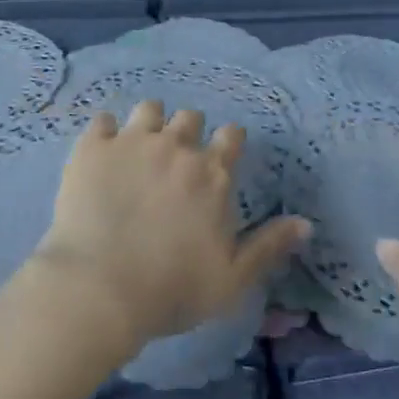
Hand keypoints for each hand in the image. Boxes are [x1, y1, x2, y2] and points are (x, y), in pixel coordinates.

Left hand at [34, 100, 308, 348]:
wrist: (100, 288)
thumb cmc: (173, 289)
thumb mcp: (233, 278)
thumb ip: (269, 245)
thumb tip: (306, 222)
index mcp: (213, 174)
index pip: (231, 136)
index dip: (228, 143)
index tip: (219, 158)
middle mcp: (176, 147)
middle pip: (190, 117)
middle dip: (187, 132)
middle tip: (175, 161)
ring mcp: (132, 142)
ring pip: (148, 109)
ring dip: (149, 124)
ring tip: (139, 149)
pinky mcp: (92, 147)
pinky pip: (102, 120)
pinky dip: (105, 133)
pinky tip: (102, 153)